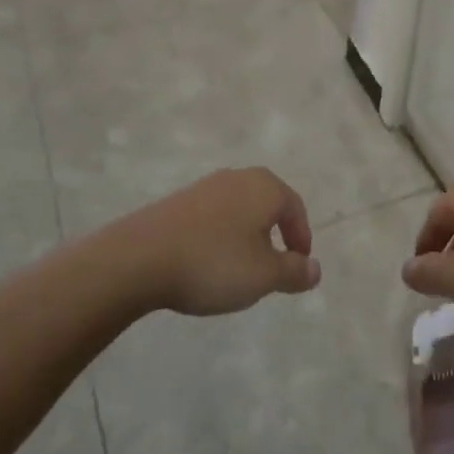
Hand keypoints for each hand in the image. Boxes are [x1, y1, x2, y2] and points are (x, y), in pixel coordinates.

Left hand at [110, 168, 320, 315]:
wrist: (138, 258)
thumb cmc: (213, 263)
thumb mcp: (263, 276)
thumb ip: (294, 272)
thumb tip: (315, 269)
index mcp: (265, 187)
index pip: (295, 208)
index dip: (301, 238)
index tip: (298, 267)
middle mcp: (238, 177)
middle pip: (267, 205)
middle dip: (274, 235)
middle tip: (272, 269)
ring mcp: (205, 187)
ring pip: (239, 211)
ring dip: (246, 237)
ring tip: (238, 270)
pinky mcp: (178, 201)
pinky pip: (212, 218)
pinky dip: (219, 238)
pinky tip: (207, 264)